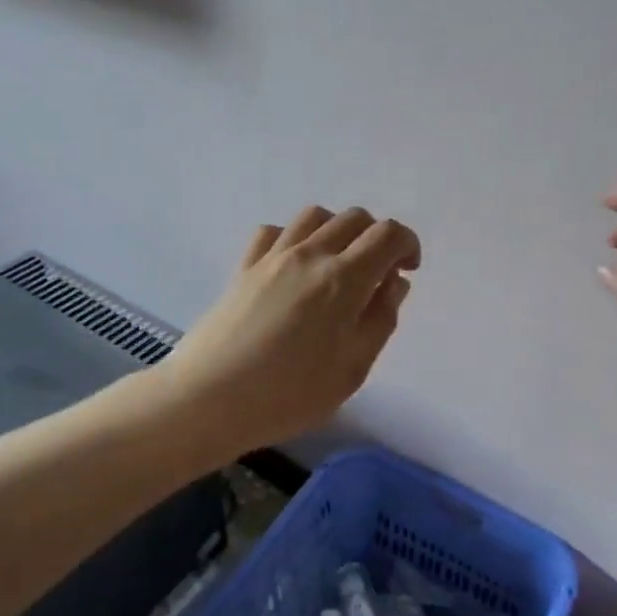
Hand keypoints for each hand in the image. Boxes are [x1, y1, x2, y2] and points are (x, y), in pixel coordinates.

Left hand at [161, 206, 420, 453]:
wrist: (208, 399)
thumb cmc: (289, 394)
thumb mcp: (352, 369)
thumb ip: (380, 320)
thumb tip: (393, 283)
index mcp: (343, 279)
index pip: (387, 235)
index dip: (407, 244)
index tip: (407, 270)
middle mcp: (310, 255)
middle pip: (354, 218)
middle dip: (376, 237)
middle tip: (378, 273)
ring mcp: (272, 256)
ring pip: (315, 216)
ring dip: (337, 230)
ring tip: (338, 264)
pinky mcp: (244, 266)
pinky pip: (274, 231)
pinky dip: (294, 237)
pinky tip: (294, 265)